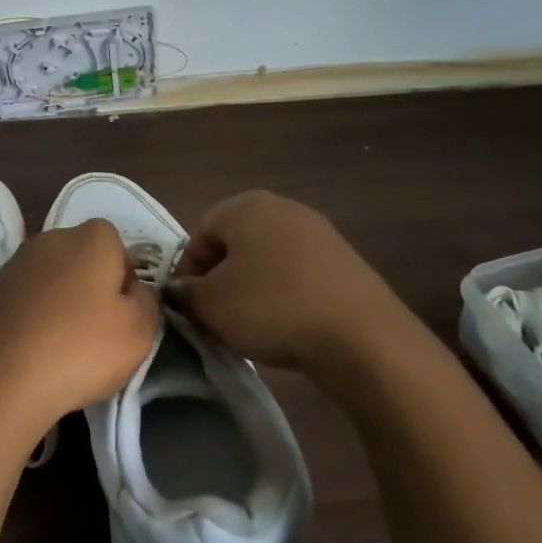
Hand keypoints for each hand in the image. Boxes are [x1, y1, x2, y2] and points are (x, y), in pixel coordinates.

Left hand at [0, 218, 158, 440]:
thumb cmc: (81, 348)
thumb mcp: (140, 330)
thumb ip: (146, 301)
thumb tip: (132, 291)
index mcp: (90, 237)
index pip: (118, 245)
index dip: (125, 279)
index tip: (123, 314)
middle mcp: (50, 238)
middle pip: (83, 259)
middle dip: (92, 288)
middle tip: (97, 333)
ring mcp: (14, 265)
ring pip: (52, 281)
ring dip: (61, 305)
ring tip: (63, 349)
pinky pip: (26, 302)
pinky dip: (34, 321)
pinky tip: (34, 354)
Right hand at [170, 189, 416, 388]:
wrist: (360, 336)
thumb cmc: (271, 307)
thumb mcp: (210, 304)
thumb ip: (185, 294)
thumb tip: (181, 291)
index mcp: (246, 205)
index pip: (200, 234)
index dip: (187, 272)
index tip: (188, 308)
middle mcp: (283, 208)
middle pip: (235, 245)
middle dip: (220, 282)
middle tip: (215, 319)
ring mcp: (319, 233)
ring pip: (267, 262)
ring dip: (251, 291)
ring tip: (250, 328)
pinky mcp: (344, 262)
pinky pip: (298, 276)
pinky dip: (284, 297)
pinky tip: (285, 327)